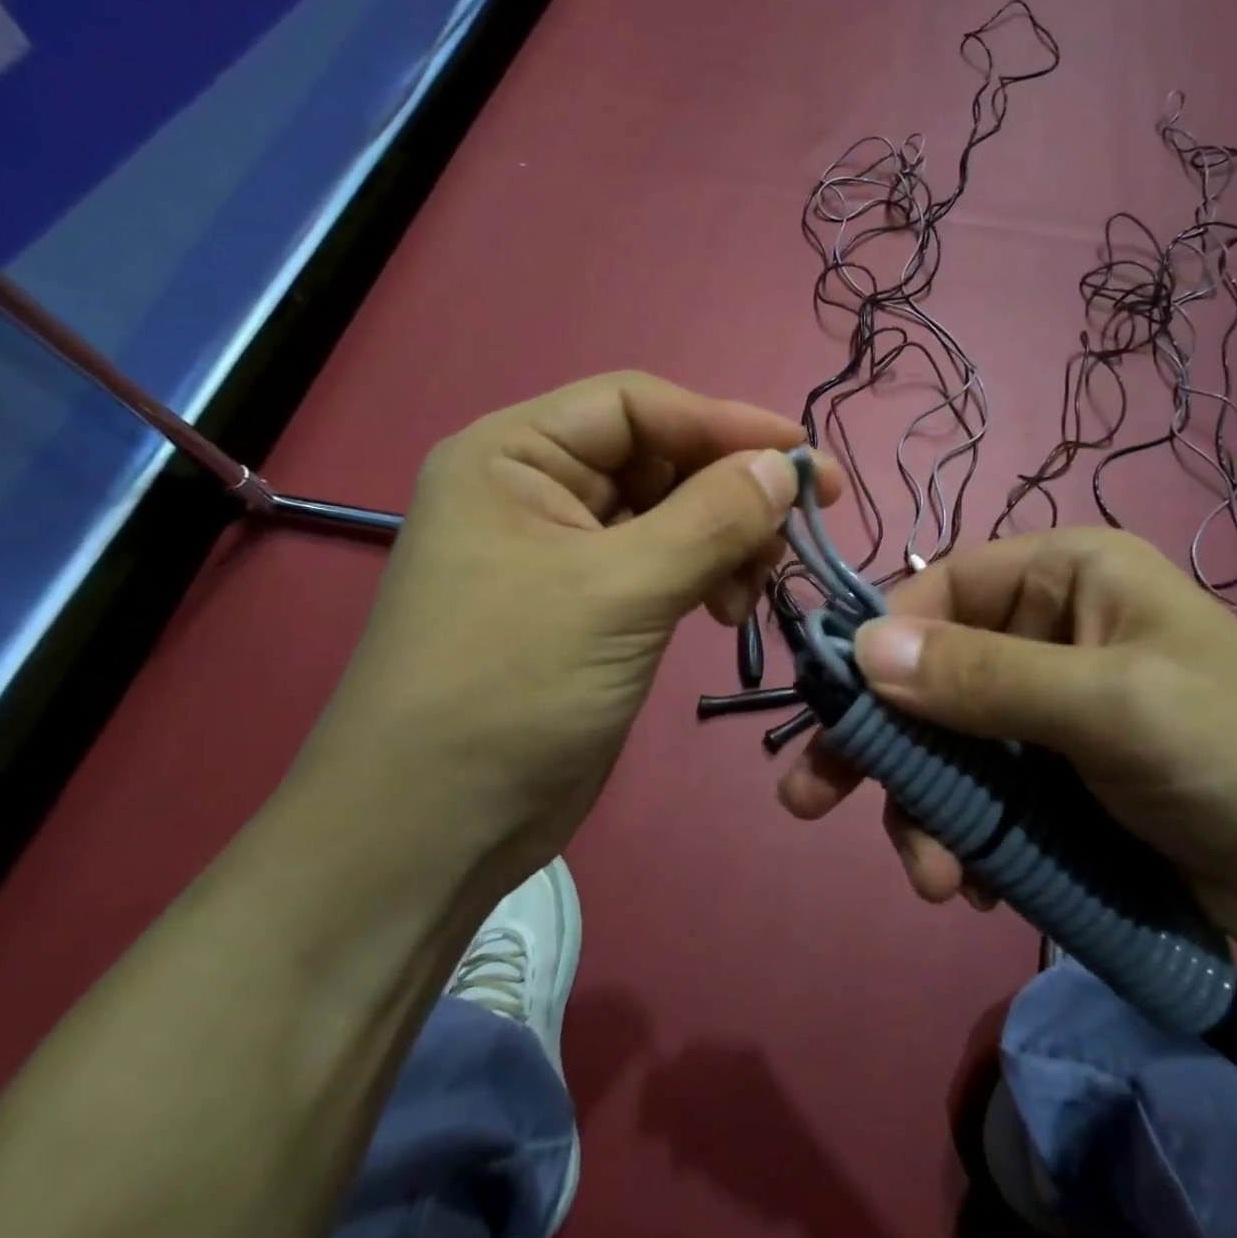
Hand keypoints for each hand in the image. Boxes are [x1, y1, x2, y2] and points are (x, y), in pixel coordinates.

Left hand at [299, 372, 837, 886]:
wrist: (433, 832)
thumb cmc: (510, 688)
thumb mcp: (618, 592)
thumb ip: (711, 519)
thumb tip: (787, 466)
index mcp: (513, 455)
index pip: (635, 405)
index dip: (724, 422)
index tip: (804, 458)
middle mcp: (535, 489)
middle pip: (657, 458)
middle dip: (729, 488)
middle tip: (798, 528)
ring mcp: (563, 551)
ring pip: (669, 514)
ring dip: (725, 538)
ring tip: (755, 586)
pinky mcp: (590, 606)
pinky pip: (664, 564)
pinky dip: (706, 576)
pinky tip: (728, 610)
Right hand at [777, 528, 1236, 961]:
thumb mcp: (1108, 706)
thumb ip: (983, 677)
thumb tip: (863, 649)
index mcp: (1061, 576)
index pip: (939, 589)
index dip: (881, 643)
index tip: (833, 707)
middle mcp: (1044, 630)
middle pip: (928, 672)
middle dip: (882, 743)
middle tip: (811, 799)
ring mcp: (1045, 708)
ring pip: (946, 743)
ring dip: (924, 809)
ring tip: (934, 880)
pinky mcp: (1053, 775)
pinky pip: (979, 791)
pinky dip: (963, 835)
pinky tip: (971, 883)